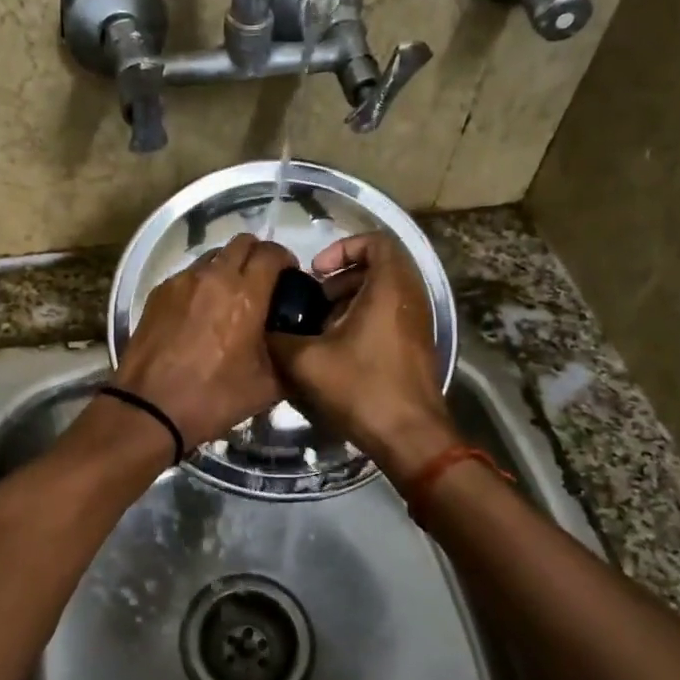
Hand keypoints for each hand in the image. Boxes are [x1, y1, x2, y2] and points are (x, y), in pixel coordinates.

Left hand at [110, 234, 296, 448]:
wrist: (150, 409)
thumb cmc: (214, 398)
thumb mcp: (268, 386)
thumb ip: (288, 355)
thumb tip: (295, 344)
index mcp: (245, 294)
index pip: (272, 253)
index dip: (286, 259)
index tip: (290, 276)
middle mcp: (213, 277)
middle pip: (242, 243)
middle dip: (257, 256)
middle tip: (263, 281)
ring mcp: (181, 282)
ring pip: (212, 256)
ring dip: (227, 267)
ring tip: (230, 296)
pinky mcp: (158, 293)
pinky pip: (187, 275)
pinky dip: (201, 283)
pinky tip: (200, 312)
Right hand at [268, 233, 458, 482]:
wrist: (410, 437)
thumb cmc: (362, 388)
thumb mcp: (306, 361)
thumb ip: (279, 338)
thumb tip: (263, 327)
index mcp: (390, 289)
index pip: (377, 241)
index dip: (343, 247)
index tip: (317, 272)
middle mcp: (410, 298)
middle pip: (378, 268)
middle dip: (341, 279)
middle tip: (315, 301)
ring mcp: (417, 324)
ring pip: (383, 294)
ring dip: (350, 302)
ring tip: (320, 328)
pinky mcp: (416, 347)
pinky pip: (389, 316)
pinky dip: (363, 321)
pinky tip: (337, 351)